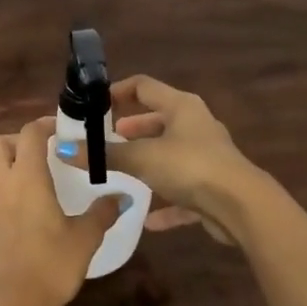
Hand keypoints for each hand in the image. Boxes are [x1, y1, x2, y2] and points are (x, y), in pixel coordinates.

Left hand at [0, 116, 118, 305]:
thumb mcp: (84, 240)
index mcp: (26, 178)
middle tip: (40, 154)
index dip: (44, 125)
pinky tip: (16, 210)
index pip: (29, 134)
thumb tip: (121, 197)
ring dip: (2, 164)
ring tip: (26, 179)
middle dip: (17, 141)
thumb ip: (102, 213)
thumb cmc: (49, 267)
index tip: (61, 130)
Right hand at [61, 75, 254, 243]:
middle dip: (132, 129)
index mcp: (181, 106)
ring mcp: (206, 157)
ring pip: (170, 154)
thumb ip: (104, 156)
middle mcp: (196, 125)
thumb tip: (65, 149)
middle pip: (158, 119)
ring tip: (120, 172)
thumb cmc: (189, 167)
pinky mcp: (213, 187)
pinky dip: (164, 201)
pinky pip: (182, 191)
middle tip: (106, 139)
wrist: (241, 206)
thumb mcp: (141, 158)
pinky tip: (146, 219)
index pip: (144, 86)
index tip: (94, 105)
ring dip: (147, 162)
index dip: (117, 91)